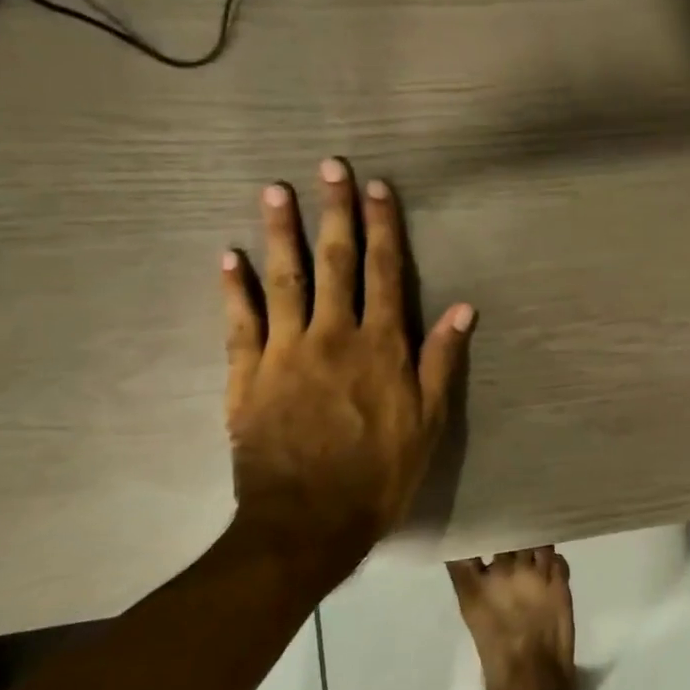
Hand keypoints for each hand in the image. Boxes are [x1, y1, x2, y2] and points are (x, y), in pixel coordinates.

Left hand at [220, 161, 472, 587]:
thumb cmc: (379, 473)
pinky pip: (239, 324)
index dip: (382, 227)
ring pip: (283, 281)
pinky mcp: (246, 377)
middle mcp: (333, 336)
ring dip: (280, 233)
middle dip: (334, 211)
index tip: (378, 188)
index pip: (384, 272)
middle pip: (334, 262)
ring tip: (274, 192)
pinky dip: (233, 289)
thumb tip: (462, 308)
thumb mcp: (429, 421)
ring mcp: (284, 353)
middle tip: (329, 167)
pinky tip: (227, 257)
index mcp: (380, 346)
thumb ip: (440, 360)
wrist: (308, 522)